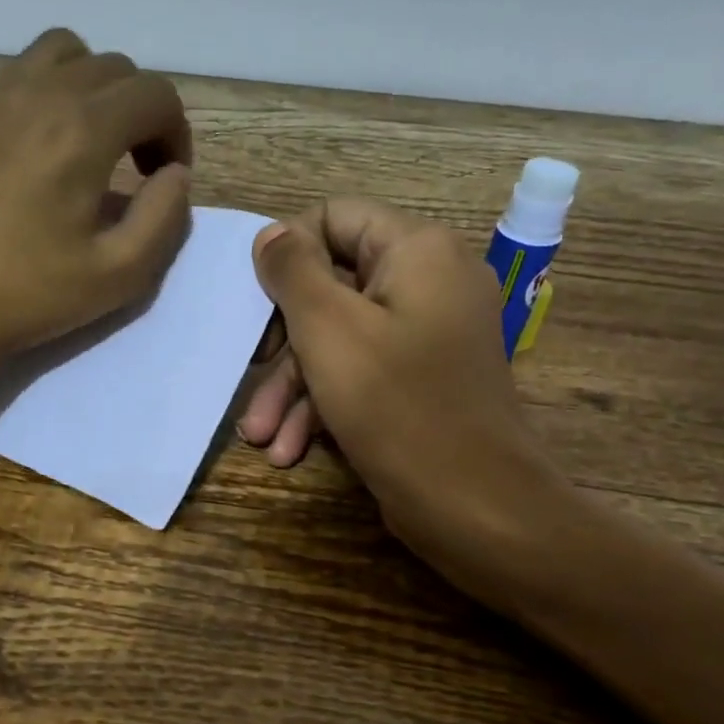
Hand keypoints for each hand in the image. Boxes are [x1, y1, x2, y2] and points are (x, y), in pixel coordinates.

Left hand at [0, 28, 194, 378]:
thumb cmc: (25, 295)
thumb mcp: (118, 275)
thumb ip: (164, 218)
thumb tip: (175, 176)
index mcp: (83, 130)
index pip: (156, 95)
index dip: (177, 135)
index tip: (166, 182)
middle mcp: (42, 94)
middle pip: (117, 69)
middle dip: (144, 113)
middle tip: (140, 172)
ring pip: (69, 55)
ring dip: (99, 90)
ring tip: (98, 145)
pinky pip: (26, 71)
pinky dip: (56, 89)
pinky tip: (51, 146)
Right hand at [241, 198, 566, 569]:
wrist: (476, 506)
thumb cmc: (397, 406)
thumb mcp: (328, 329)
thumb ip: (292, 271)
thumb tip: (272, 235)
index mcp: (417, 251)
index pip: (335, 217)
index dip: (287, 252)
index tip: (256, 303)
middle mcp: (428, 283)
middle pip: (332, 285)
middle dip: (282, 340)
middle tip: (248, 371)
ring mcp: (428, 336)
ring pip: (341, 339)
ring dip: (294, 386)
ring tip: (260, 436)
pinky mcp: (422, 382)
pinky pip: (363, 373)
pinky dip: (325, 405)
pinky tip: (291, 449)